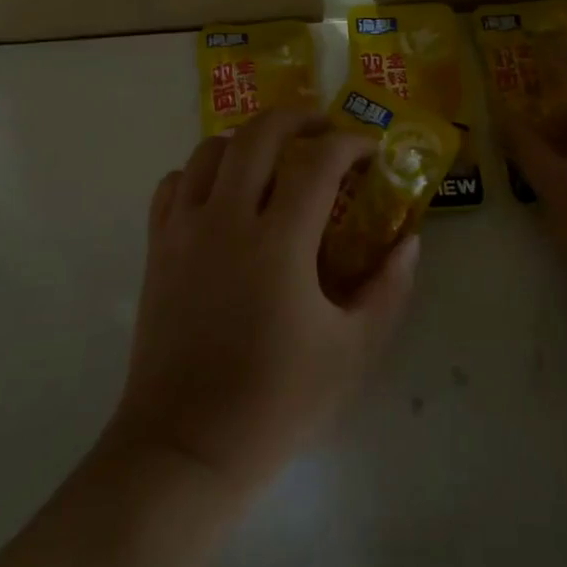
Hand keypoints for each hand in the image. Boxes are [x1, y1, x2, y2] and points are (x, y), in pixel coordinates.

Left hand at [109, 109, 418, 497]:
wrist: (185, 448)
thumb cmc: (276, 401)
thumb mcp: (354, 351)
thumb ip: (389, 288)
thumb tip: (410, 242)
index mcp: (279, 241)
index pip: (319, 160)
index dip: (351, 144)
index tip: (371, 153)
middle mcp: (227, 219)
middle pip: (259, 134)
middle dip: (299, 118)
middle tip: (325, 133)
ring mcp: (184, 230)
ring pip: (212, 149)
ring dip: (250, 141)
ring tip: (275, 159)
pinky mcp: (157, 248)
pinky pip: (174, 183)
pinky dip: (202, 171)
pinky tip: (224, 194)